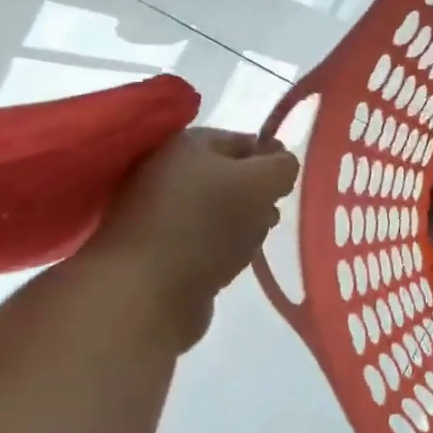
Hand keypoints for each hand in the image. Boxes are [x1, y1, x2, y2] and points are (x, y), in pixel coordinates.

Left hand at [85, 129, 299, 342]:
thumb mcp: (262, 182)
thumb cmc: (207, 224)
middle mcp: (165, 169)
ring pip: (219, 209)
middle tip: (270, 214)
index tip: (289, 186)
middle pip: (231, 176)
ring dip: (242, 223)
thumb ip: (283, 166)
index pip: (246, 141)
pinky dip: (220, 246)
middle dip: (258, 195)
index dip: (273, 160)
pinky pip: (202, 237)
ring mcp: (155, 209)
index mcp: (187, 143)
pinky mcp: (154, 246)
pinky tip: (229, 261)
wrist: (144, 291)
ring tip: (250, 242)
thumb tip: (282, 166)